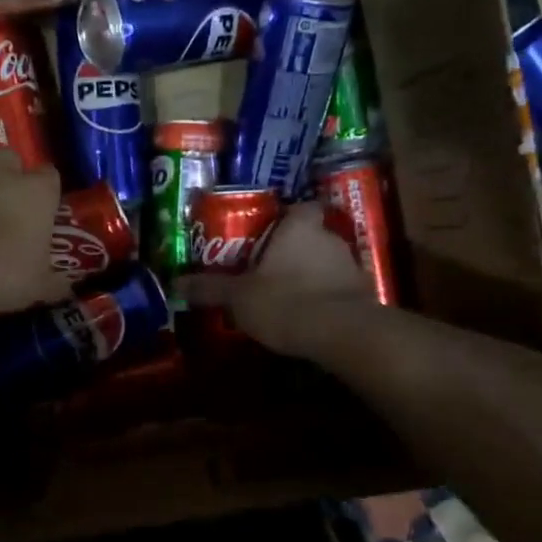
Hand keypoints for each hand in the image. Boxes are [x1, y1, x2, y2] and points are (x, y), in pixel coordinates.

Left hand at [0, 152, 70, 312]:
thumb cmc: (4, 272)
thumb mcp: (37, 286)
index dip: (46, 187)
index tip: (44, 204)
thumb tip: (67, 290)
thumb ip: (53, 284)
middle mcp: (1, 176)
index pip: (49, 174)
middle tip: (4, 197)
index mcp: (36, 194)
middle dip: (6, 170)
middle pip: (7, 156)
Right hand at [177, 202, 374, 353]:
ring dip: (313, 275)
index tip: (273, 231)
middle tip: (271, 267)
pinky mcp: (364, 296)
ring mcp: (352, 267)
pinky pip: (341, 291)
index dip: (290, 216)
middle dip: (296, 250)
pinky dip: (328, 299)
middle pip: (314, 235)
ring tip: (289, 296)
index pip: (303, 207)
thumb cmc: (286, 300)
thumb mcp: (239, 296)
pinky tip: (310, 317)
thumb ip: (211, 288)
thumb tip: (176, 283)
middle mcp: (330, 239)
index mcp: (300, 228)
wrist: (343, 334)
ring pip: (328, 263)